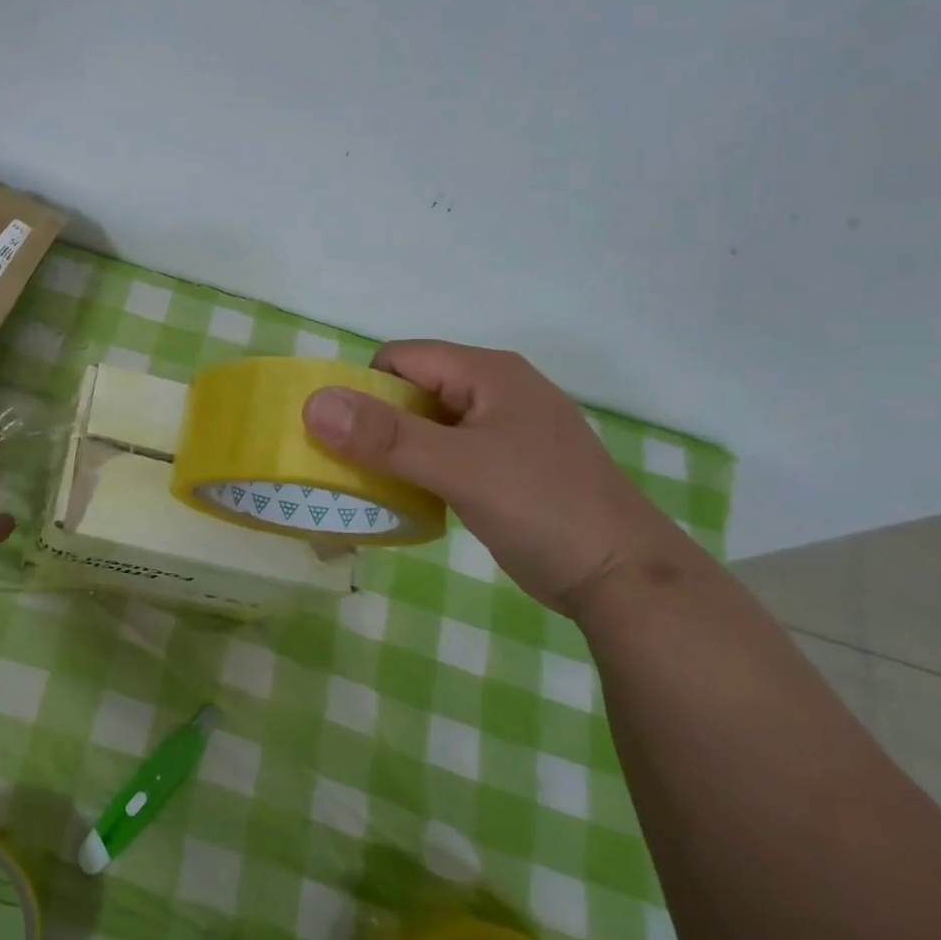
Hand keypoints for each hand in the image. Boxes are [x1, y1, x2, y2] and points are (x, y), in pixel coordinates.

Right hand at [302, 341, 685, 616]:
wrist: (627, 581)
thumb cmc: (544, 510)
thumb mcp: (459, 469)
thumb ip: (386, 437)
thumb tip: (313, 403)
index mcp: (487, 372)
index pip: (401, 358)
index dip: (363, 388)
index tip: (340, 435)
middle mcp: (495, 389)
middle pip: (412, 389)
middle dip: (375, 423)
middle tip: (350, 466)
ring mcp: (503, 428)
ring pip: (427, 423)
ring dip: (395, 450)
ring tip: (374, 486)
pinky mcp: (506, 464)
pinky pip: (445, 451)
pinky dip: (420, 469)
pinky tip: (411, 498)